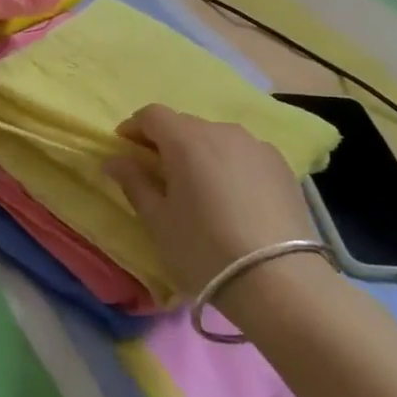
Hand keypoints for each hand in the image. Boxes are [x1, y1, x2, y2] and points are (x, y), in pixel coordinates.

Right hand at [104, 105, 315, 298]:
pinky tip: (231, 198)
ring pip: (216, 138)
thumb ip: (133, 181)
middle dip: (166, 142)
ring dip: (199, 153)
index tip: (125, 152)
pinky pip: (243, 154)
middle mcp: (221, 131)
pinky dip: (229, 165)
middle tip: (158, 174)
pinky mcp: (282, 167)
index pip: (151, 115)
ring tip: (198, 187)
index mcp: (185, 139)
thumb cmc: (204, 248)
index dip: (134, 129)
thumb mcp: (157, 219)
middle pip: (184, 125)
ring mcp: (256, 147)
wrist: (280, 281)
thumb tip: (114, 160)